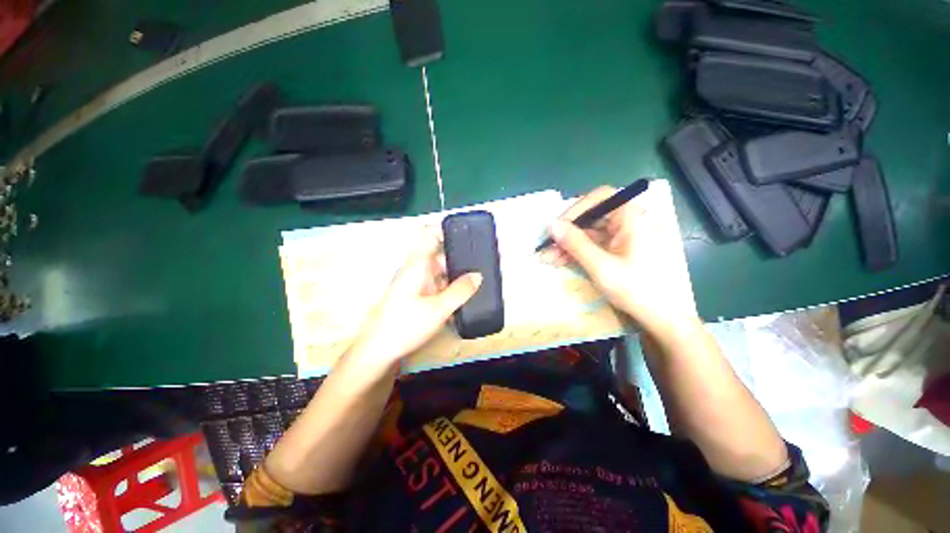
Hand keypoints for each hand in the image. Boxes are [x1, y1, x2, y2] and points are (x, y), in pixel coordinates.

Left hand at [345, 228, 481, 373]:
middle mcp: (416, 269)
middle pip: (440, 255)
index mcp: (417, 264)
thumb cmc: (405, 325)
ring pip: (440, 272)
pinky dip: (450, 289)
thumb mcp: (438, 309)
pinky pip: (437, 286)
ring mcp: (416, 283)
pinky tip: (464, 298)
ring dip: (457, 277)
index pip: (429, 234)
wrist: (377, 351)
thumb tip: (478, 275)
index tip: (468, 234)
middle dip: (460, 259)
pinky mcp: (417, 296)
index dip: (446, 229)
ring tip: (480, 281)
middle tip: (484, 263)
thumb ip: (460, 291)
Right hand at [541, 185, 698, 334]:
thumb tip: (551, 225)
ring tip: (547, 258)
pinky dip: (578, 252)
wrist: (661, 317)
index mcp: (633, 217)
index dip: (575, 210)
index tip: (557, 227)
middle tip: (546, 247)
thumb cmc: (635, 289)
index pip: (600, 198)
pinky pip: (594, 244)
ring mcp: (625, 235)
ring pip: (590, 232)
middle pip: (592, 216)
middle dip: (567, 233)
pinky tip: (560, 261)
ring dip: (568, 244)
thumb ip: (575, 243)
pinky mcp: (620, 248)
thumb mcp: (600, 266)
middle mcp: (630, 220)